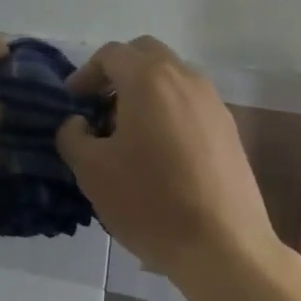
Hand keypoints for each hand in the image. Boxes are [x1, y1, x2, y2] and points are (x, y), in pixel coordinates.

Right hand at [56, 36, 276, 282]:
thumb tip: (77, 123)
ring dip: (145, 91)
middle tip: (99, 108)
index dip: (85, 74)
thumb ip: (73, 136)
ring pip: (172, 77)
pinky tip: (159, 152)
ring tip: (128, 133)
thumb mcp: (92, 171)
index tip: (72, 104)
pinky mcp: (229, 128)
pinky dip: (168, 110)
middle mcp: (185, 78)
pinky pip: (190, 102)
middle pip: (145, 55)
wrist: (224, 246)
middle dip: (118, 73)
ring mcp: (212, 102)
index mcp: (149, 79)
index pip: (111, 54)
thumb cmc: (150, 202)